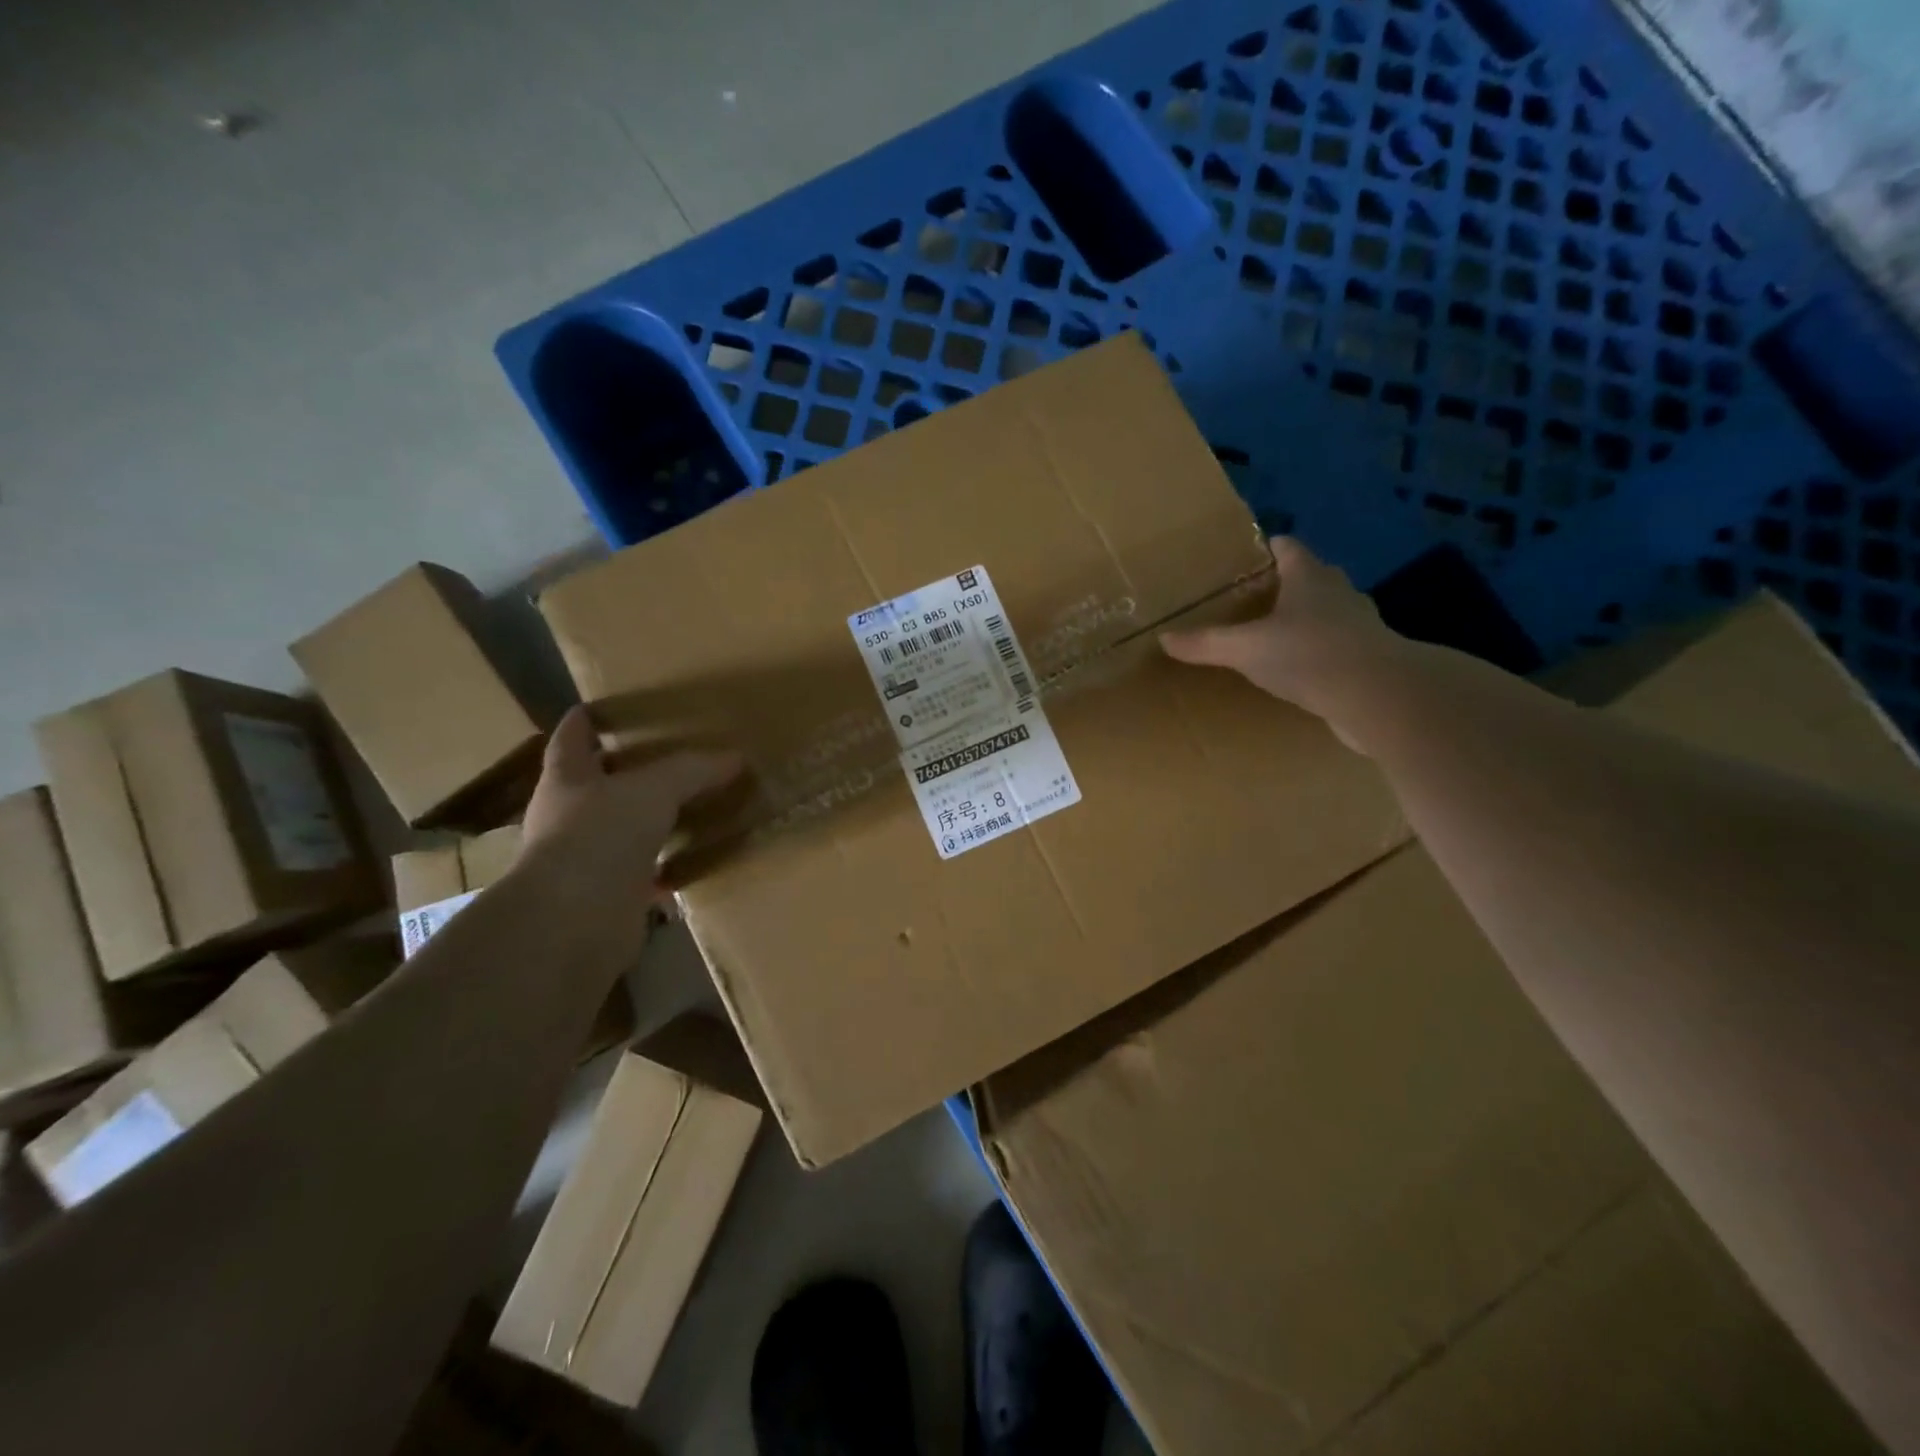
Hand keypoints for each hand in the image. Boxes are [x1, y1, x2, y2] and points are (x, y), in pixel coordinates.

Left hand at [522, 707, 742, 890]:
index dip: (585, 721)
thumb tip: (735, 757)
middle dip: (624, 771)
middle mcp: (567, 816)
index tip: (600, 707)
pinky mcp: (606, 895)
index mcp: (566, 779)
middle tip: (664, 755)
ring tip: (687, 804)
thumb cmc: (601, 834)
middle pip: (595, 785)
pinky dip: (665, 866)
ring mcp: (584, 859)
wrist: (575, 920)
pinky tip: (694, 858)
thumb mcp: (655, 789)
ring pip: (620, 829)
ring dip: (647, 820)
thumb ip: (693, 770)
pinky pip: (642, 872)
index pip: (571, 738)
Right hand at [1160, 537, 1408, 744]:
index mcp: (1309, 577)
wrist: (1378, 697)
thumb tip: (1163, 638)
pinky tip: (1300, 669)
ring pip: (1327, 612)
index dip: (1267, 548)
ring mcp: (1359, 625)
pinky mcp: (1368, 658)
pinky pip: (1336, 645)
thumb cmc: (1309, 655)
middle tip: (1253, 597)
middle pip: (1311, 577)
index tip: (1246, 558)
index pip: (1287, 548)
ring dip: (1305, 619)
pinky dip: (1318, 651)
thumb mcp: (1246, 649)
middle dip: (1285, 584)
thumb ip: (1206, 643)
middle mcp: (1338, 593)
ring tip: (1274, 634)